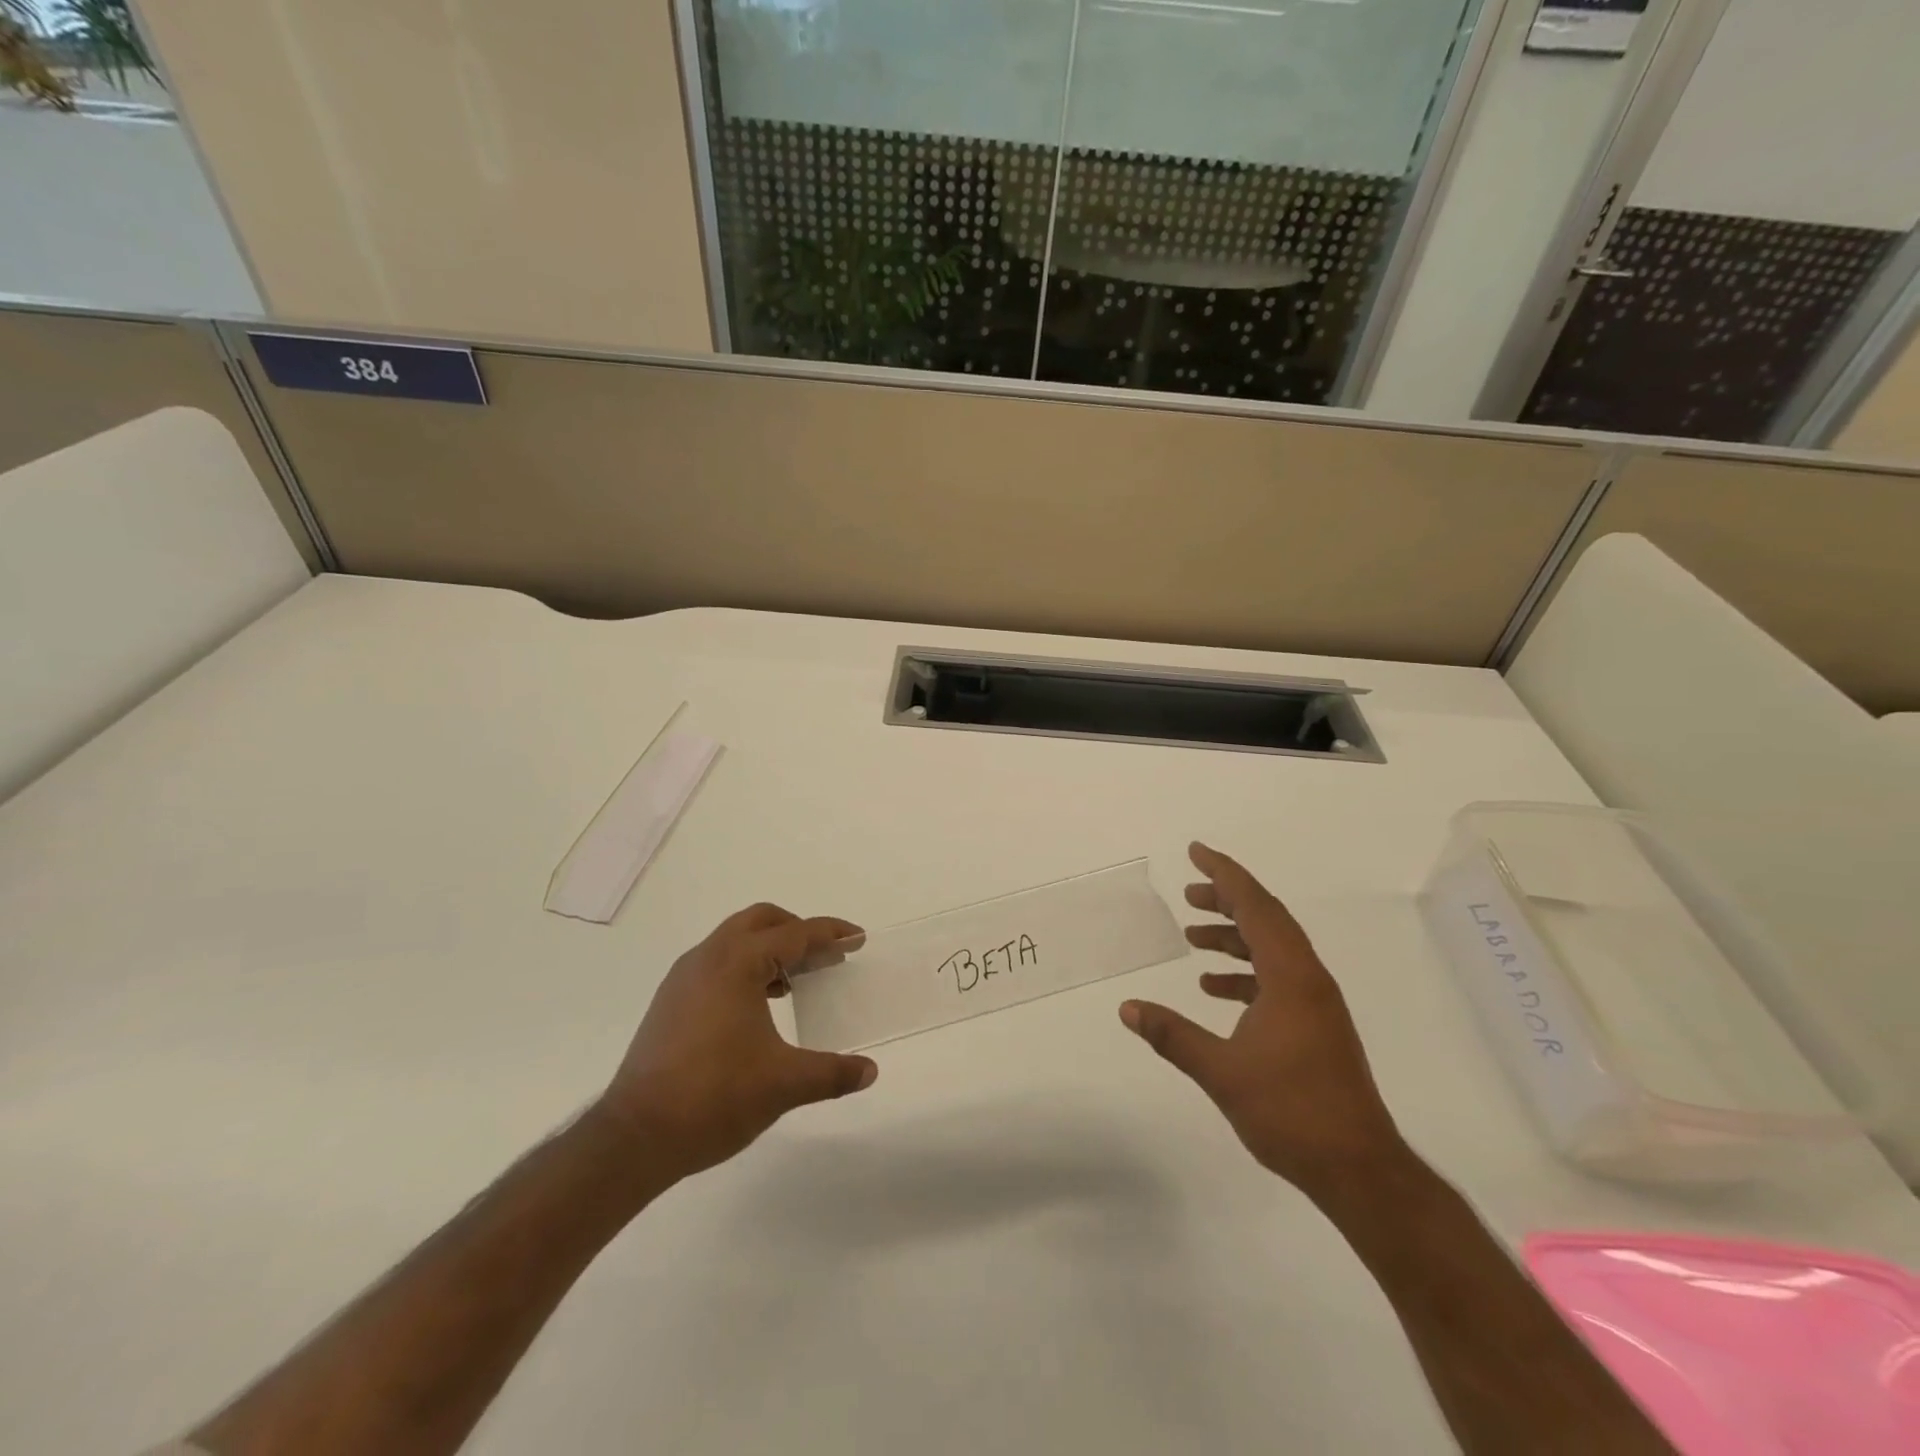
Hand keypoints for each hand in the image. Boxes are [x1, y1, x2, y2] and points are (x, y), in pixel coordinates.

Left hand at [595, 904, 878, 1180]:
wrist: (635, 1137)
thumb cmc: (715, 1098)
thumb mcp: (784, 1084)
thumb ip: (832, 1073)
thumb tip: (870, 1071)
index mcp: (737, 963)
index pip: (795, 934)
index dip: (831, 934)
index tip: (858, 938)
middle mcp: (708, 958)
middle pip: (761, 921)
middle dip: (798, 930)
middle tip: (827, 954)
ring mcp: (683, 978)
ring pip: (735, 940)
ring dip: (770, 949)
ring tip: (797, 980)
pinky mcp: (670, 1002)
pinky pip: (717, 964)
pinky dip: (746, 968)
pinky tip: (760, 1005)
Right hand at [1120, 843, 1403, 1195]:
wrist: (1358, 1168)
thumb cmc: (1291, 1112)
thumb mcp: (1221, 1071)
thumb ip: (1172, 1035)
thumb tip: (1127, 1008)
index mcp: (1291, 976)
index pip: (1255, 907)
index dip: (1224, 874)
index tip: (1196, 852)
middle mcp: (1308, 979)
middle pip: (1266, 919)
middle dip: (1226, 899)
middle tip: (1187, 893)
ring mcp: (1316, 1003)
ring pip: (1272, 948)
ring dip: (1234, 936)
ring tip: (1193, 935)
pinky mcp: (1315, 1024)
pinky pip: (1275, 977)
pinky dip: (1244, 971)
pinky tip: (1213, 988)